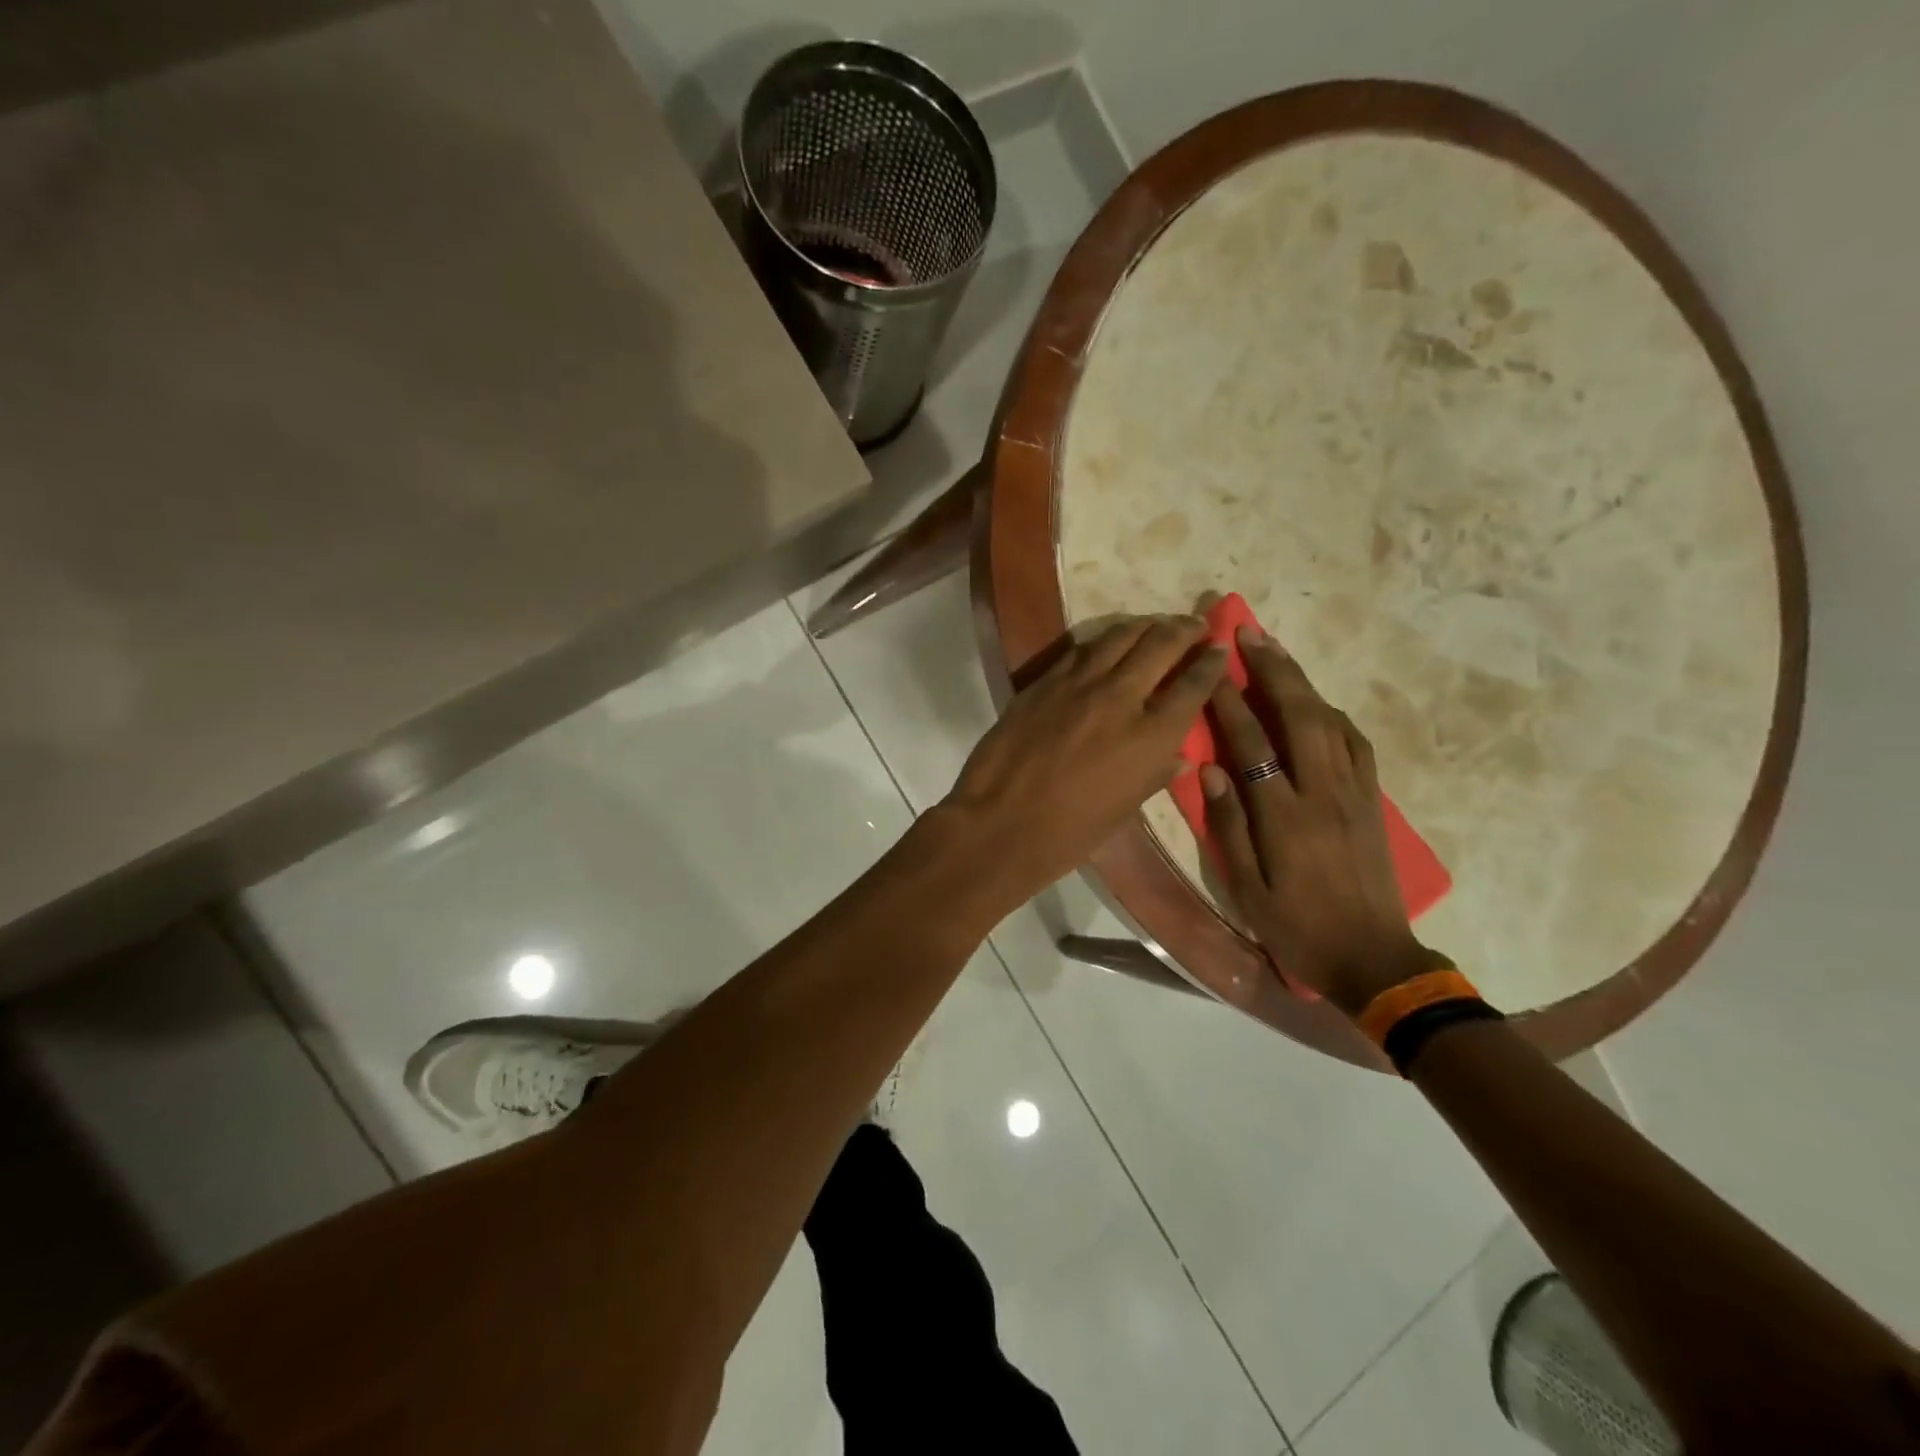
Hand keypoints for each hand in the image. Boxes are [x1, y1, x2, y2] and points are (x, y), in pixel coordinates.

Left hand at [942, 616, 1228, 903]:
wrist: (999, 823)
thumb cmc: (1068, 833)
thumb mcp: (1124, 810)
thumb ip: (1154, 775)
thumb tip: (1177, 755)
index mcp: (1150, 736)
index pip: (1193, 685)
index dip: (1212, 662)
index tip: (1221, 648)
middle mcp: (1119, 697)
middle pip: (1160, 644)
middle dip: (1185, 628)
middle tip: (1197, 623)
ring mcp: (1077, 684)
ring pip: (1119, 636)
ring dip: (1145, 625)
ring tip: (1157, 623)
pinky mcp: (1044, 681)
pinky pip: (1082, 650)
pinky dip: (1104, 642)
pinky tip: (1109, 643)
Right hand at [1201, 625, 1443, 1015]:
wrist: (1373, 958)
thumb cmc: (1296, 927)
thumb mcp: (1246, 888)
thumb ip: (1228, 825)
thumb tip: (1210, 768)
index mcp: (1285, 818)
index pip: (1252, 746)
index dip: (1229, 704)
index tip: (1210, 670)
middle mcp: (1323, 794)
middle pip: (1300, 716)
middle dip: (1273, 671)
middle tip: (1249, 633)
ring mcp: (1354, 794)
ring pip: (1330, 722)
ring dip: (1303, 683)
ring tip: (1277, 655)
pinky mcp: (1372, 801)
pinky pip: (1355, 743)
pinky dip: (1332, 713)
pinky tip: (1316, 703)